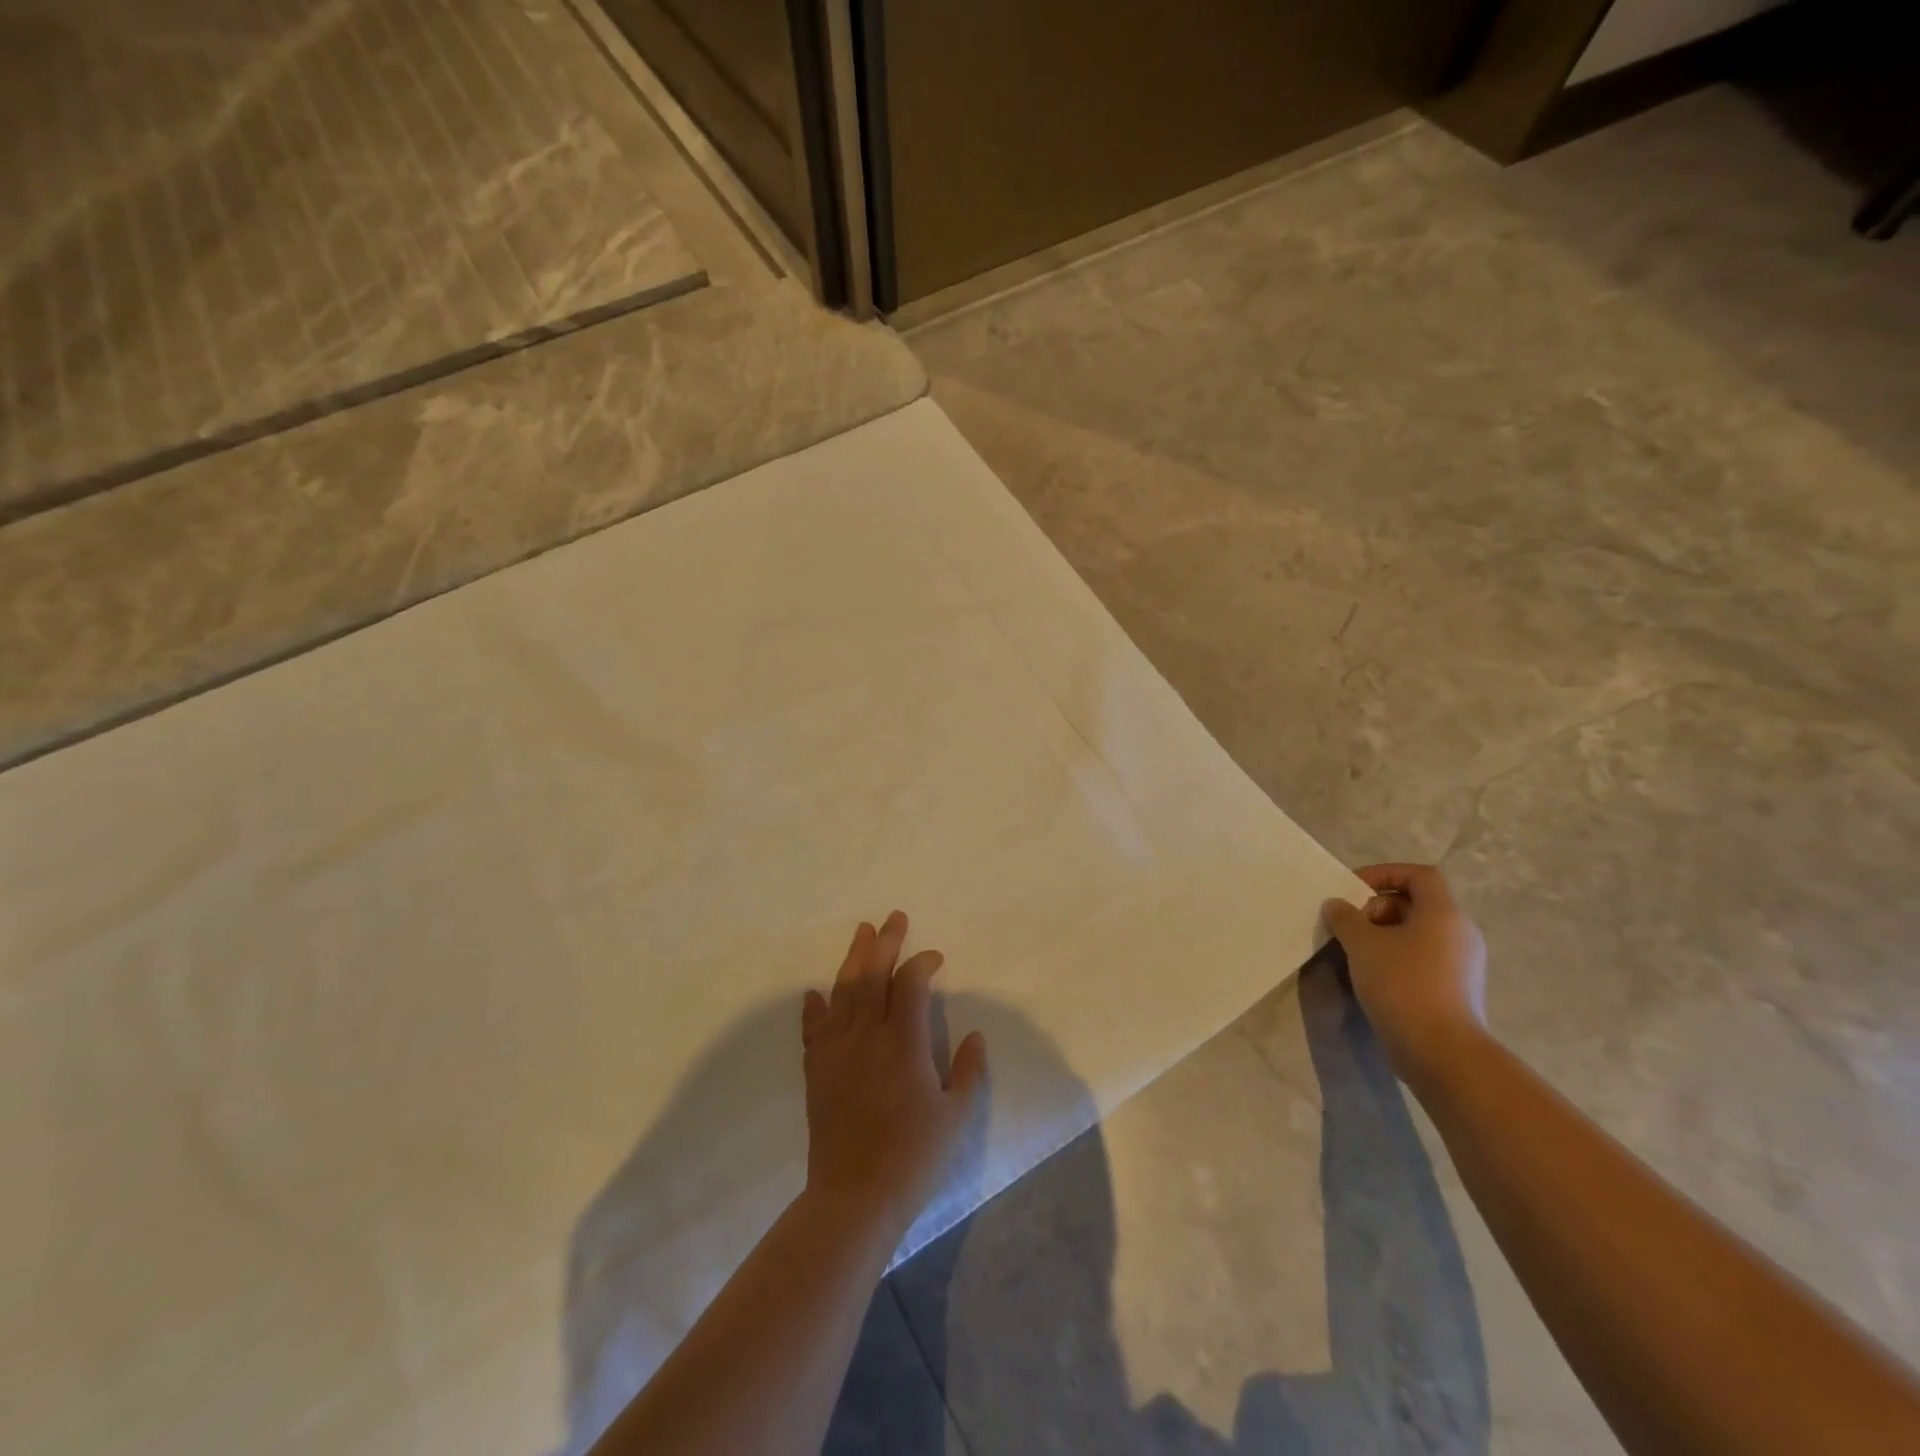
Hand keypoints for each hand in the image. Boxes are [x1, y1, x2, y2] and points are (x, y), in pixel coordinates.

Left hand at [800, 911, 987, 1241]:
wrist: (855, 1196)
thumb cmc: (913, 1156)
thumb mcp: (956, 1115)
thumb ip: (969, 1070)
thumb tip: (977, 1034)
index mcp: (903, 1043)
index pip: (910, 984)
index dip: (923, 963)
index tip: (935, 958)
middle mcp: (866, 1036)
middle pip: (872, 976)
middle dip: (885, 942)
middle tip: (894, 918)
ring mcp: (837, 1051)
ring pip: (842, 991)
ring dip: (853, 958)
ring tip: (862, 933)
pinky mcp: (816, 1070)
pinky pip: (814, 1028)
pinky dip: (815, 1007)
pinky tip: (815, 992)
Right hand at [1321, 863, 1488, 1087]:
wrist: (1442, 1052)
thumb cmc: (1403, 985)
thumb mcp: (1363, 944)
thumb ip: (1346, 917)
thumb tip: (1337, 906)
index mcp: (1444, 914)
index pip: (1420, 875)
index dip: (1384, 873)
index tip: (1352, 890)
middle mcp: (1459, 934)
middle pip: (1416, 903)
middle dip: (1377, 908)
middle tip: (1350, 926)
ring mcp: (1461, 965)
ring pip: (1416, 933)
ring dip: (1382, 935)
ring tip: (1354, 952)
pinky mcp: (1454, 990)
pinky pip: (1421, 959)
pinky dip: (1394, 958)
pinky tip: (1371, 977)